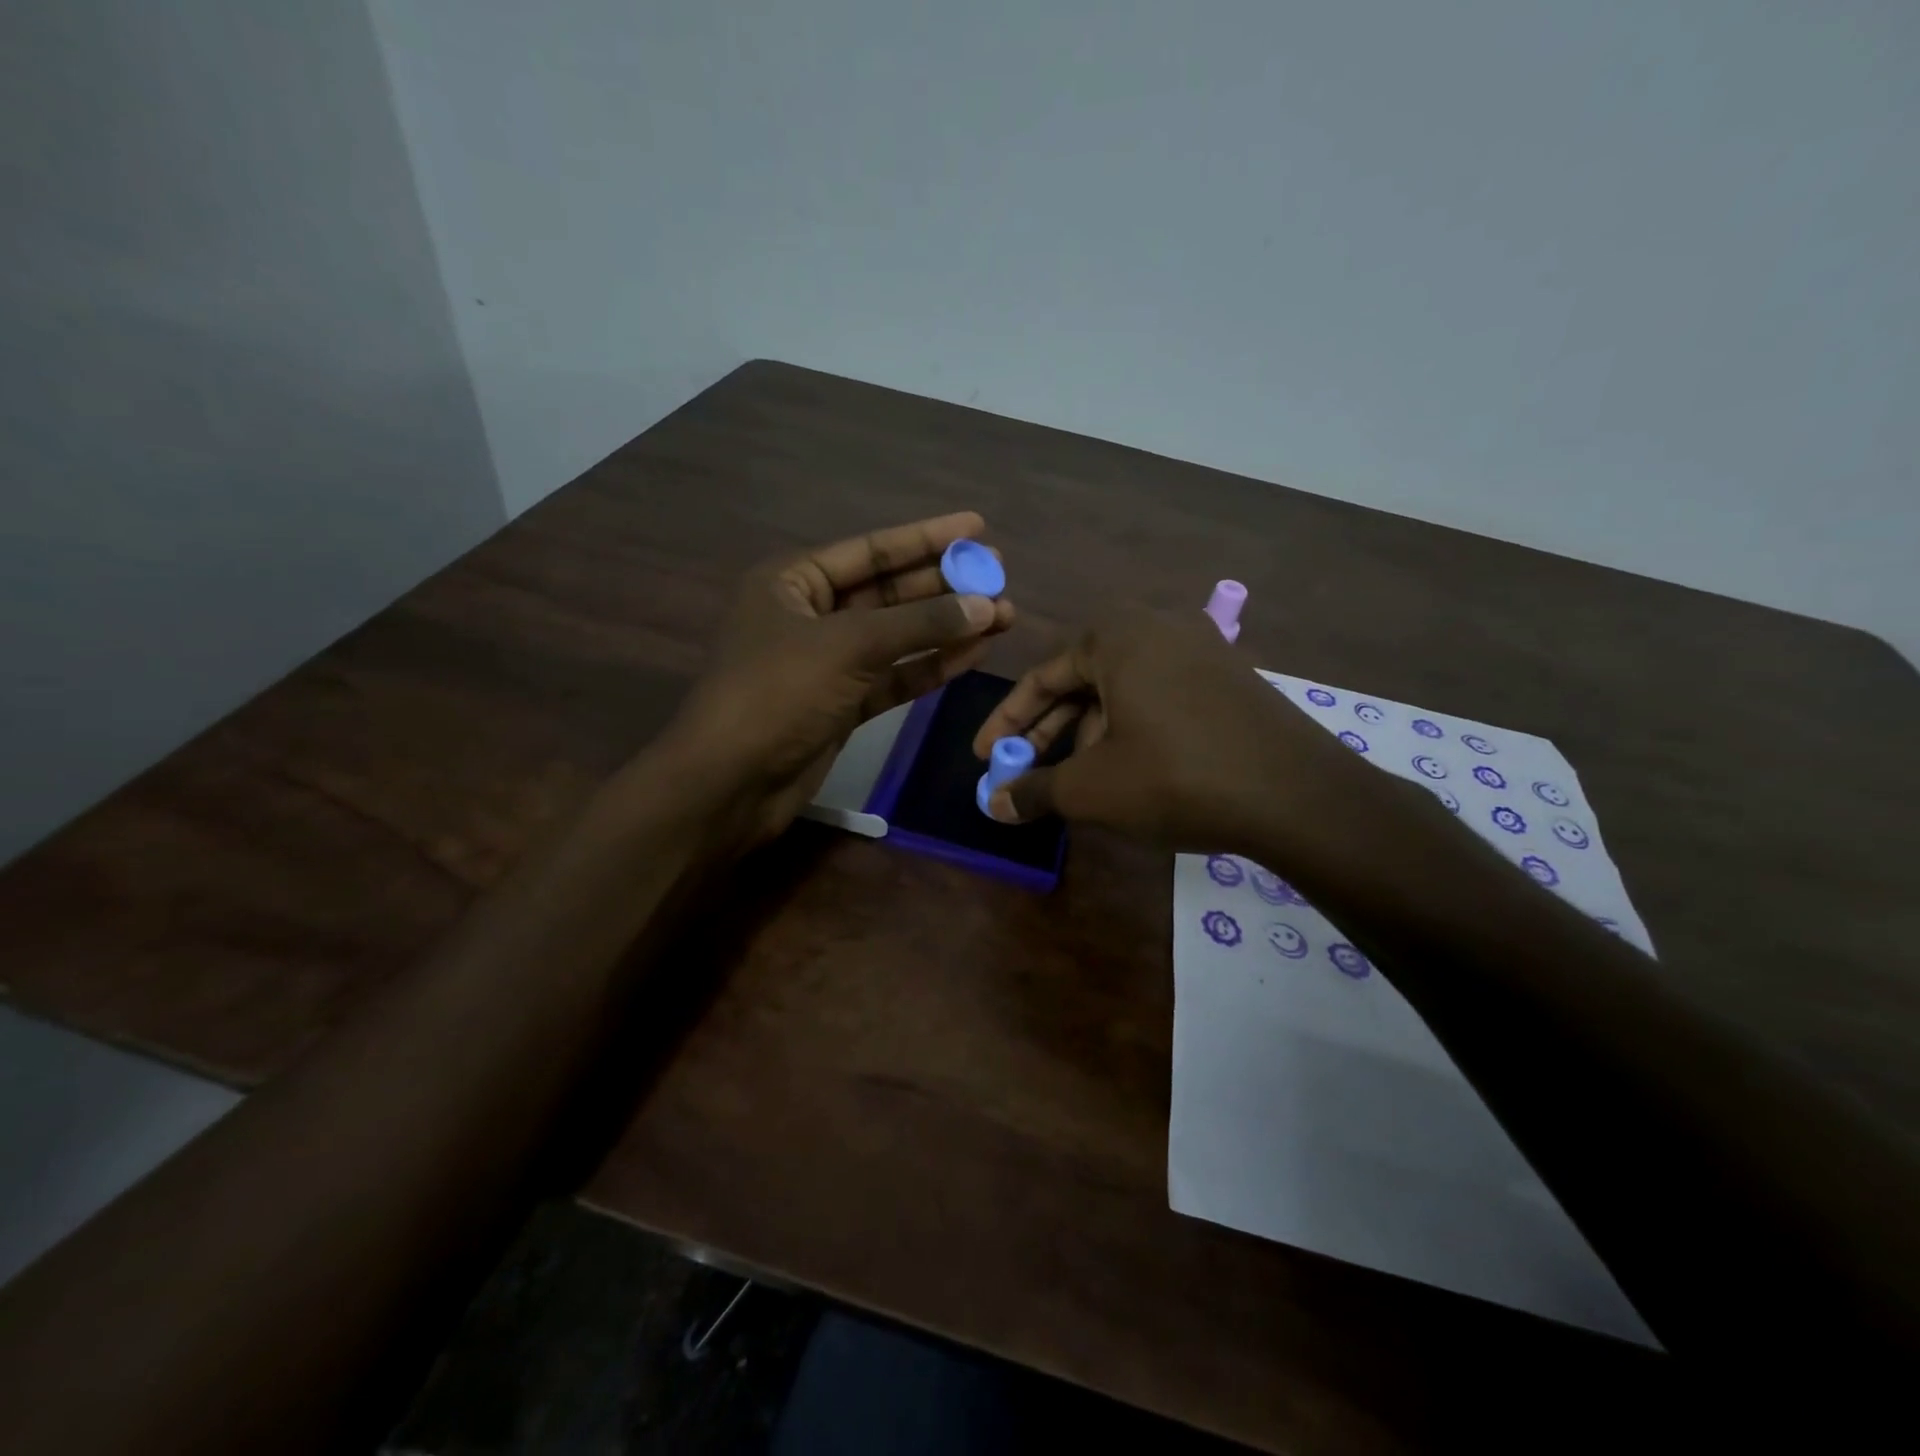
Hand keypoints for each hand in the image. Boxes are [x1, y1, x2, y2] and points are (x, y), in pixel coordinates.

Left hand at [658, 512, 1013, 847]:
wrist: (731, 783)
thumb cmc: (778, 694)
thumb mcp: (848, 646)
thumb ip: (919, 624)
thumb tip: (984, 606)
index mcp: (793, 582)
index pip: (871, 550)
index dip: (926, 538)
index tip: (977, 526)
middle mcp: (810, 615)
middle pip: (889, 592)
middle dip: (944, 586)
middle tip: (999, 576)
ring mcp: (828, 663)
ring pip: (897, 638)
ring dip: (946, 628)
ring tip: (1003, 616)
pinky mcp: (843, 705)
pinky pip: (894, 676)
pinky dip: (931, 666)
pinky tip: (973, 654)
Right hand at [971, 607, 1375, 857]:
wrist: (1298, 795)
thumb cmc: (1176, 777)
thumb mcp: (1092, 788)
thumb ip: (1034, 790)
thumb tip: (992, 804)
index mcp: (1116, 636)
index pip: (1041, 677)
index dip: (1006, 723)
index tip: (984, 758)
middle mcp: (1157, 627)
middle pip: (1082, 682)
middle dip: (1048, 731)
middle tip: (1023, 772)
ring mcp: (1201, 649)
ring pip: (1121, 692)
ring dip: (1089, 736)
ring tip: (1079, 782)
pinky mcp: (1230, 678)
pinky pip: (1159, 697)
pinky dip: (1131, 730)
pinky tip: (1130, 771)